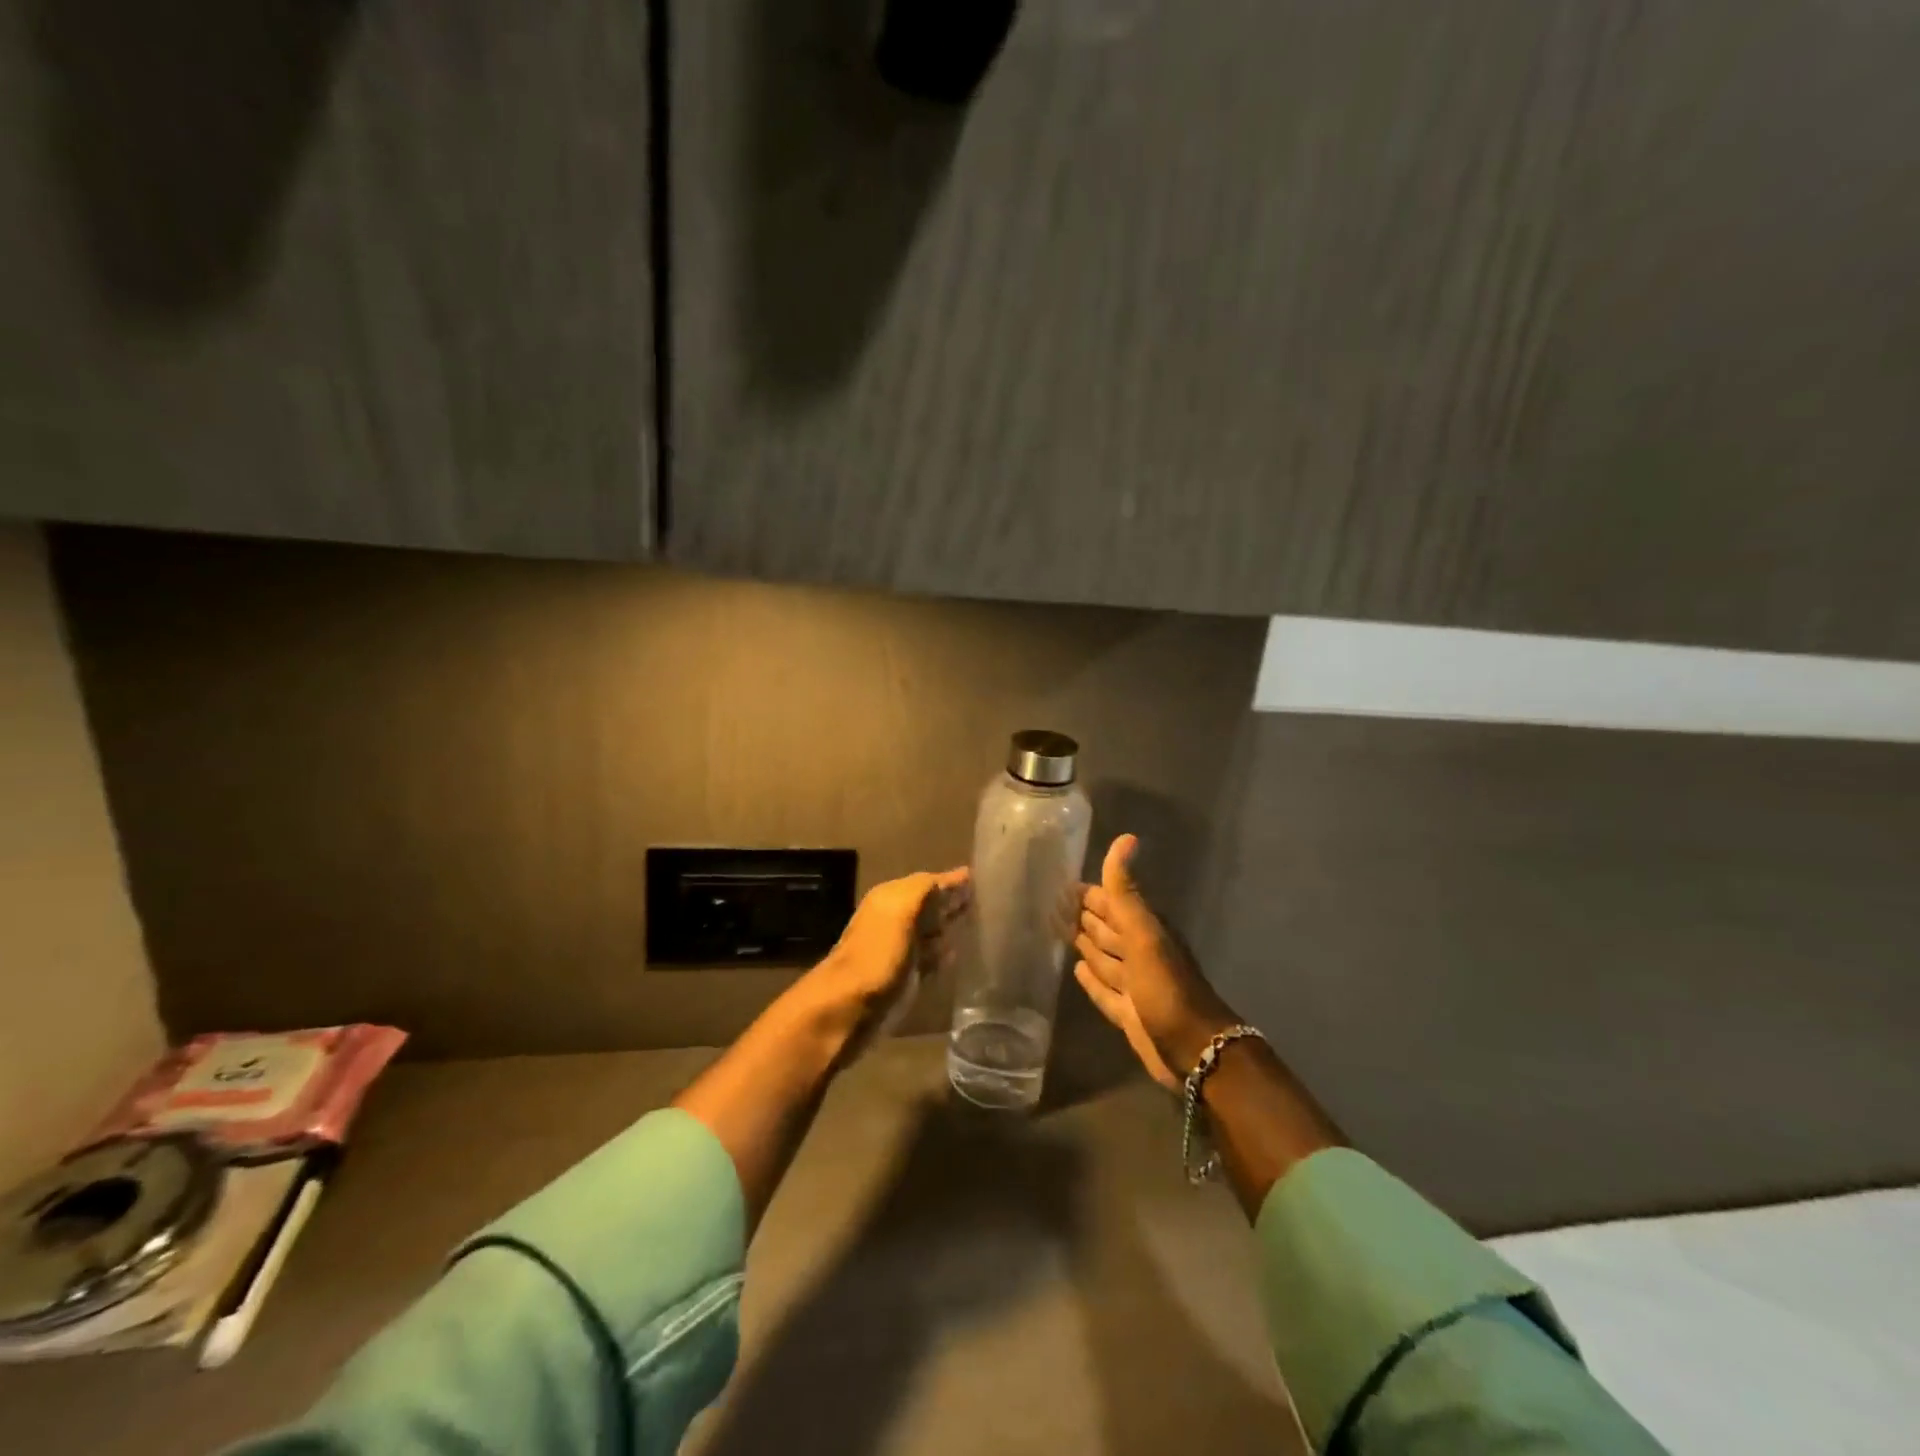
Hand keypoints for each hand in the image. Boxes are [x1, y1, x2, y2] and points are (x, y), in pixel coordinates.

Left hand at [813, 867, 970, 1037]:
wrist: (849, 1009)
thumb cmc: (877, 954)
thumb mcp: (900, 910)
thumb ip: (925, 889)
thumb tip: (957, 876)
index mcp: (891, 898)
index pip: (929, 882)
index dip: (954, 881)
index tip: (984, 878)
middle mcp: (895, 920)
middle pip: (931, 906)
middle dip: (954, 902)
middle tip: (988, 900)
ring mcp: (900, 950)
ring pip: (932, 932)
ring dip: (951, 928)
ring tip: (982, 924)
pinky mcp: (906, 979)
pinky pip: (931, 959)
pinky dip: (946, 954)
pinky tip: (962, 954)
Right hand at [1074, 835, 1237, 1089]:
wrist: (1195, 1050)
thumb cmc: (1166, 988)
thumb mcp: (1144, 934)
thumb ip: (1126, 893)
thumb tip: (1125, 838)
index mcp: (1144, 930)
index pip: (1112, 903)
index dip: (1090, 893)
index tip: (1061, 883)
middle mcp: (1139, 953)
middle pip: (1107, 929)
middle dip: (1084, 916)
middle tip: (1053, 905)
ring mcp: (1134, 984)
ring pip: (1105, 958)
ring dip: (1086, 945)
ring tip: (1062, 932)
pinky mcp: (1128, 1012)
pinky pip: (1104, 990)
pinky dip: (1091, 980)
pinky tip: (1076, 970)